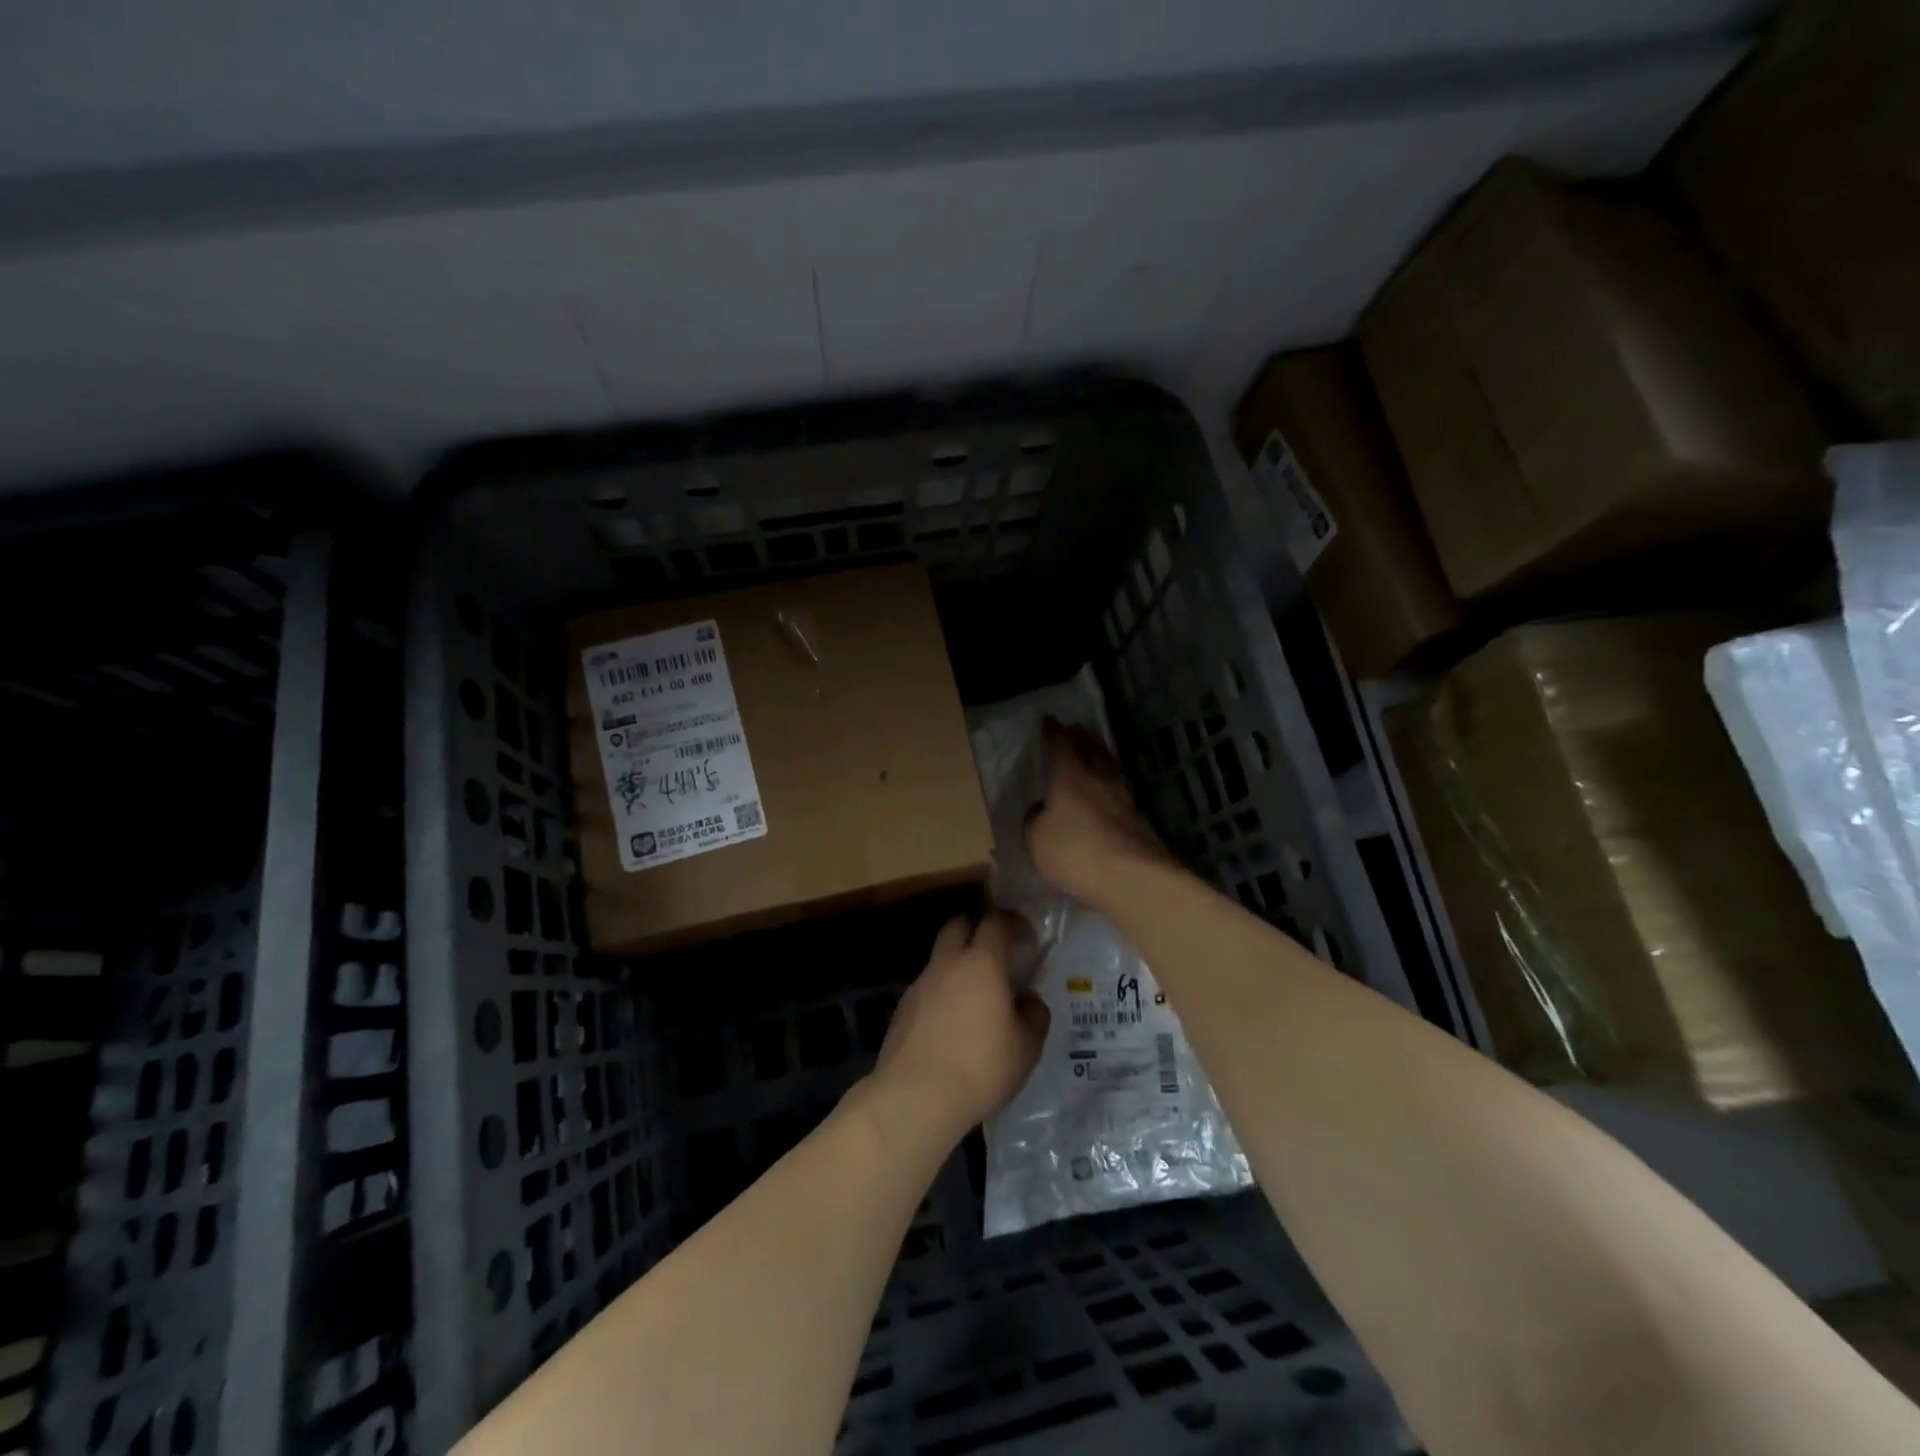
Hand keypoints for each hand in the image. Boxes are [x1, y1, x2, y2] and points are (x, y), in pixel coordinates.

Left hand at [869, 912, 1048, 1143]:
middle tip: (995, 952)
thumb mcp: (1026, 1047)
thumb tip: (1028, 1000)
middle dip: (976, 929)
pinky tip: (951, 1022)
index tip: (1024, 933)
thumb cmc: (981, 1067)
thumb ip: (1034, 1015)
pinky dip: (941, 992)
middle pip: (958, 926)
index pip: (996, 923)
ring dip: (957, 964)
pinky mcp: (902, 1009)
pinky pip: (927, 987)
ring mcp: (920, 984)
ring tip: (974, 995)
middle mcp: (947, 964)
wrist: (915, 1096)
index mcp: (982, 963)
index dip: (1011, 922)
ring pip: (940, 958)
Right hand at [1025, 718, 1173, 906]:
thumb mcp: (1036, 839)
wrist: (1132, 878)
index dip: (1052, 732)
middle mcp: (1100, 777)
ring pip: (1111, 768)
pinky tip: (1107, 793)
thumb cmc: (1075, 851)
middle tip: (1075, 731)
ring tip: (1093, 757)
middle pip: (1092, 749)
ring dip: (1101, 759)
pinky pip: (1121, 791)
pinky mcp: (1141, 819)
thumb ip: (1034, 820)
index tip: (1048, 722)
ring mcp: (1125, 796)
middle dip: (1082, 738)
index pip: (1060, 743)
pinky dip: (1111, 786)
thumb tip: (1038, 812)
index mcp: (1070, 774)